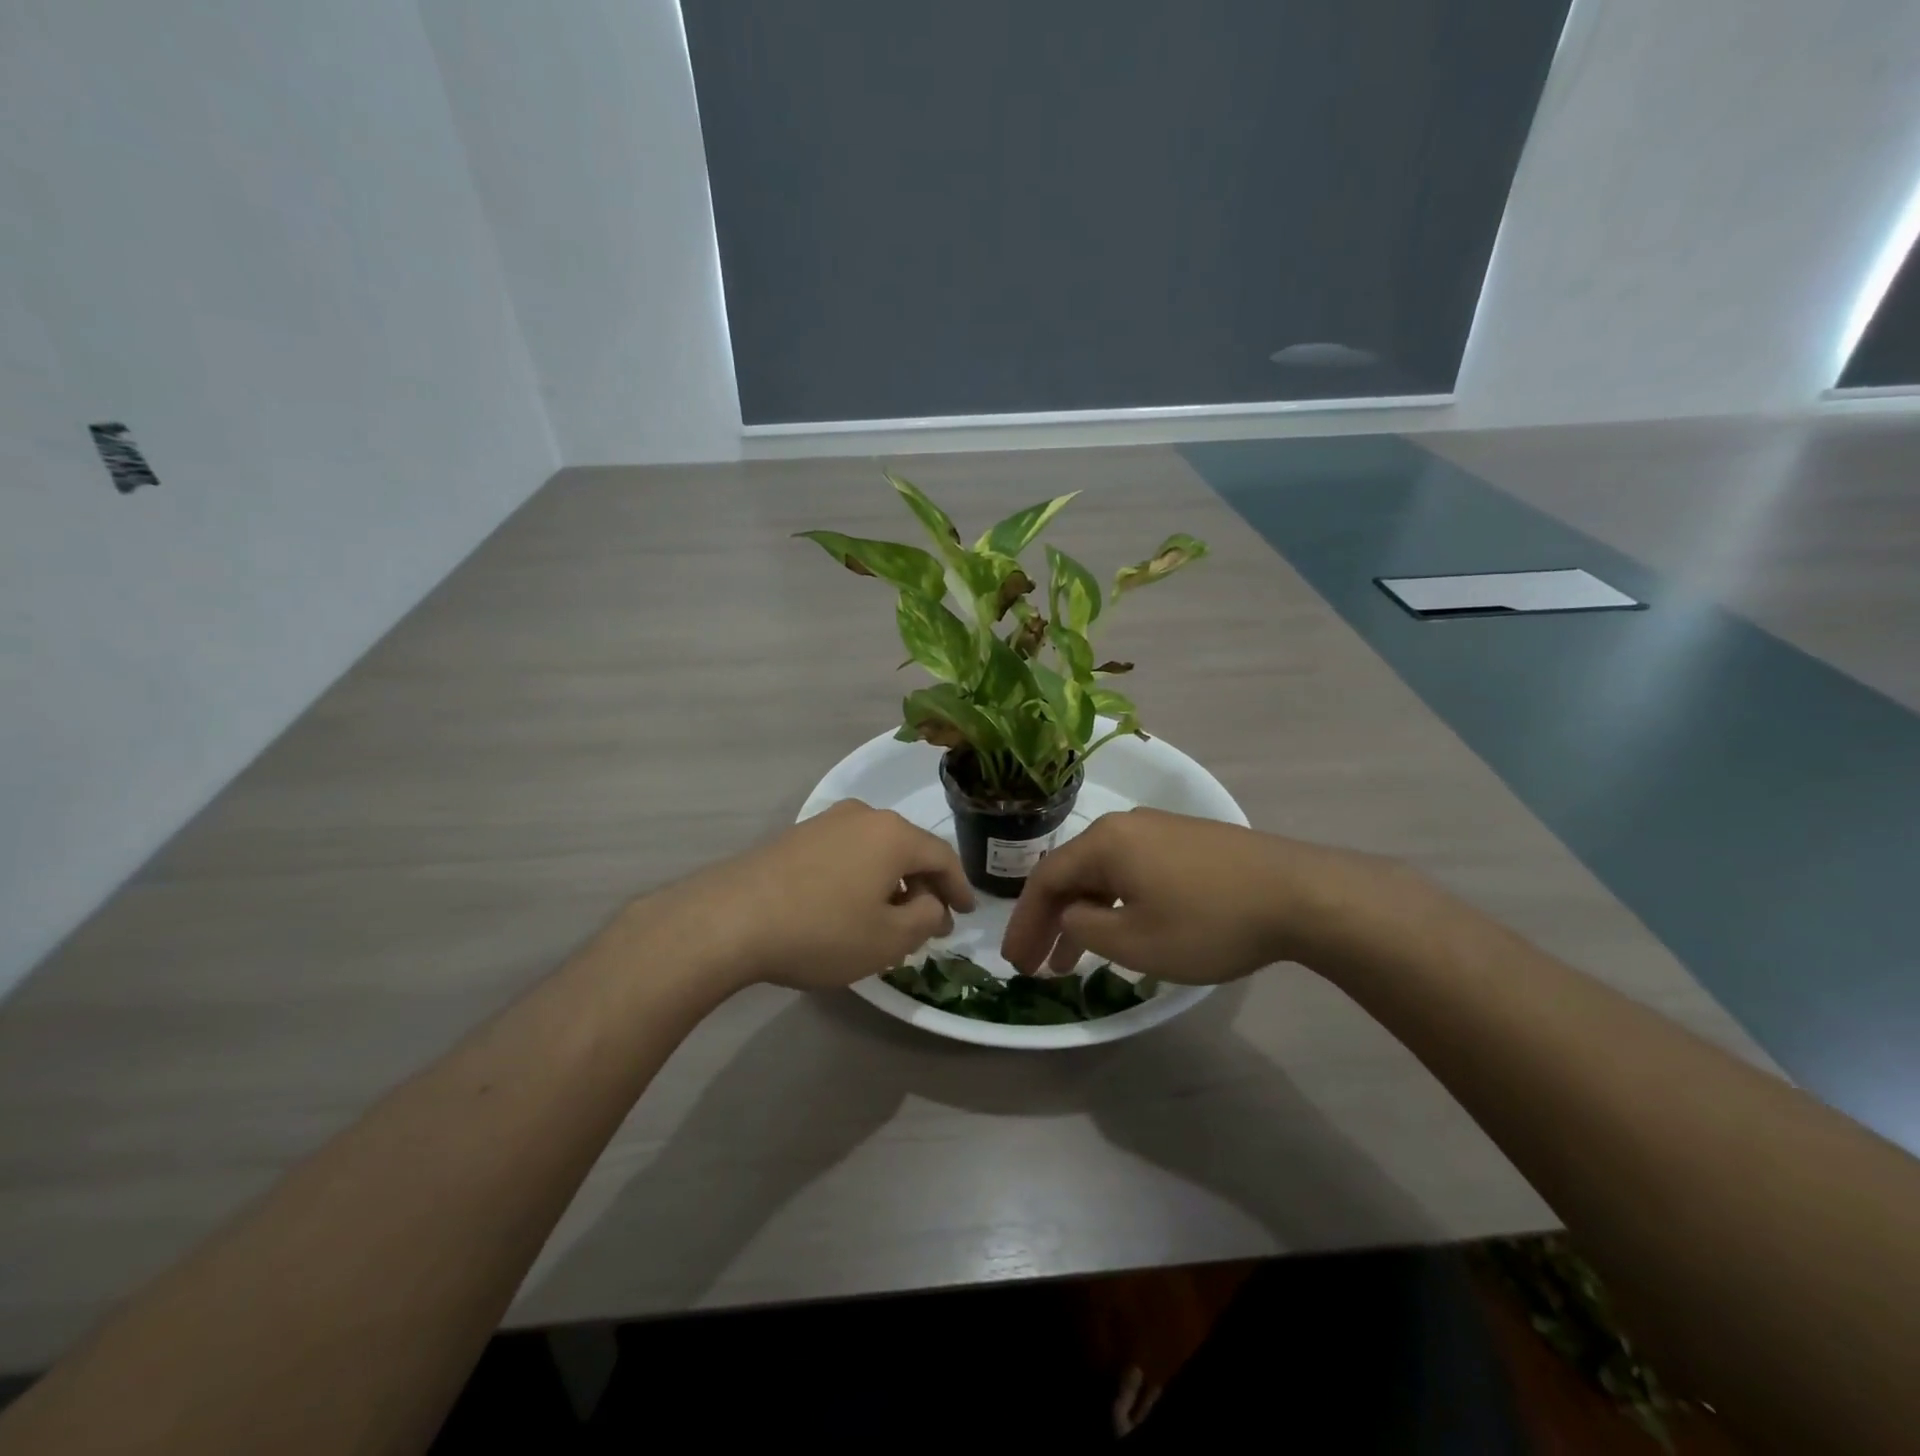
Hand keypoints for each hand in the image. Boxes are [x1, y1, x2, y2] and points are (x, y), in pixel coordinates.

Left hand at [658, 800, 974, 992]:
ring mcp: (826, 822)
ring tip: (891, 917)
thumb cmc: (821, 930)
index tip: (967, 913)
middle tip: (932, 921)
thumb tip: (930, 903)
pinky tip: (851, 906)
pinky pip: (847, 853)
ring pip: (876, 850)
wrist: (730, 918)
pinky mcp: (797, 836)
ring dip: (891, 882)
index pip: (943, 857)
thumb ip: (925, 918)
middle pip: (908, 849)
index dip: (960, 887)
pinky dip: (861, 876)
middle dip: (925, 886)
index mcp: (894, 834)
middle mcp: (864, 816)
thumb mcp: (887, 938)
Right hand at [1001, 808, 1399, 983]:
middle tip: (1036, 965)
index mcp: (1104, 842)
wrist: (1299, 893)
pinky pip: (1133, 871)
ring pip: (1104, 874)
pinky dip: (1115, 903)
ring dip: (1084, 915)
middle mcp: (1125, 825)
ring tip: (1074, 961)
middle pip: (1072, 873)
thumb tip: (1072, 914)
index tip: (1015, 963)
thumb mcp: (1136, 941)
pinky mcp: (1188, 842)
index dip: (1024, 923)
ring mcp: (1159, 830)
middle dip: (1050, 922)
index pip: (1045, 880)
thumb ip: (1087, 928)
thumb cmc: (1208, 921)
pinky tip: (1123, 929)